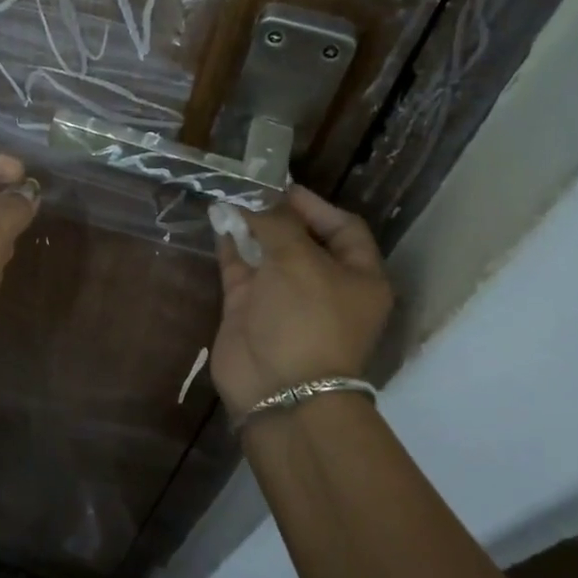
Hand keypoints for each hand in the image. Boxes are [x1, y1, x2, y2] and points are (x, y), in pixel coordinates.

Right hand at [210, 185, 393, 421]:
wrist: (278, 389)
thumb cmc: (306, 319)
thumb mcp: (300, 261)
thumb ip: (278, 224)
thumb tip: (259, 202)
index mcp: (359, 277)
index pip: (344, 229)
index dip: (316, 206)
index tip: (283, 188)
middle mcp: (324, 286)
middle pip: (303, 239)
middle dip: (278, 214)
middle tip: (251, 189)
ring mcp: (284, 299)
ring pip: (269, 253)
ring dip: (251, 227)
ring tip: (231, 198)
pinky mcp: (251, 310)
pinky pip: (242, 269)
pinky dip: (232, 246)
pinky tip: (219, 221)